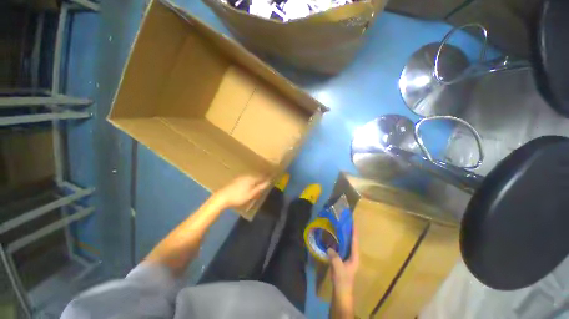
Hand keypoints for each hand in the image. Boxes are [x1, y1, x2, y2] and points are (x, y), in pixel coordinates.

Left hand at [213, 175, 269, 209]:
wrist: (222, 197)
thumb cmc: (238, 197)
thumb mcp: (251, 194)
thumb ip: (260, 187)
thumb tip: (268, 182)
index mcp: (252, 178)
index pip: (262, 176)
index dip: (267, 178)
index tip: (272, 178)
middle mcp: (247, 175)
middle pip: (257, 177)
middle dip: (261, 180)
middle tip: (265, 185)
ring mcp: (241, 177)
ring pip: (251, 178)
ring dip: (255, 182)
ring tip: (257, 187)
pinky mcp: (236, 180)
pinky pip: (247, 180)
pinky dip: (250, 183)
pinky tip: (248, 188)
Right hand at [328, 227, 358, 305]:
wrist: (341, 291)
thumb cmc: (342, 280)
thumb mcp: (338, 268)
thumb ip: (334, 257)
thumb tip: (329, 248)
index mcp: (355, 257)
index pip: (355, 242)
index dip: (354, 232)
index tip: (353, 222)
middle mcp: (353, 256)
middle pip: (352, 241)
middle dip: (349, 232)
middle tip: (345, 222)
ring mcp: (348, 258)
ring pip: (346, 244)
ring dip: (344, 236)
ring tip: (340, 227)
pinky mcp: (342, 259)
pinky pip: (341, 247)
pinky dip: (339, 242)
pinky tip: (333, 238)